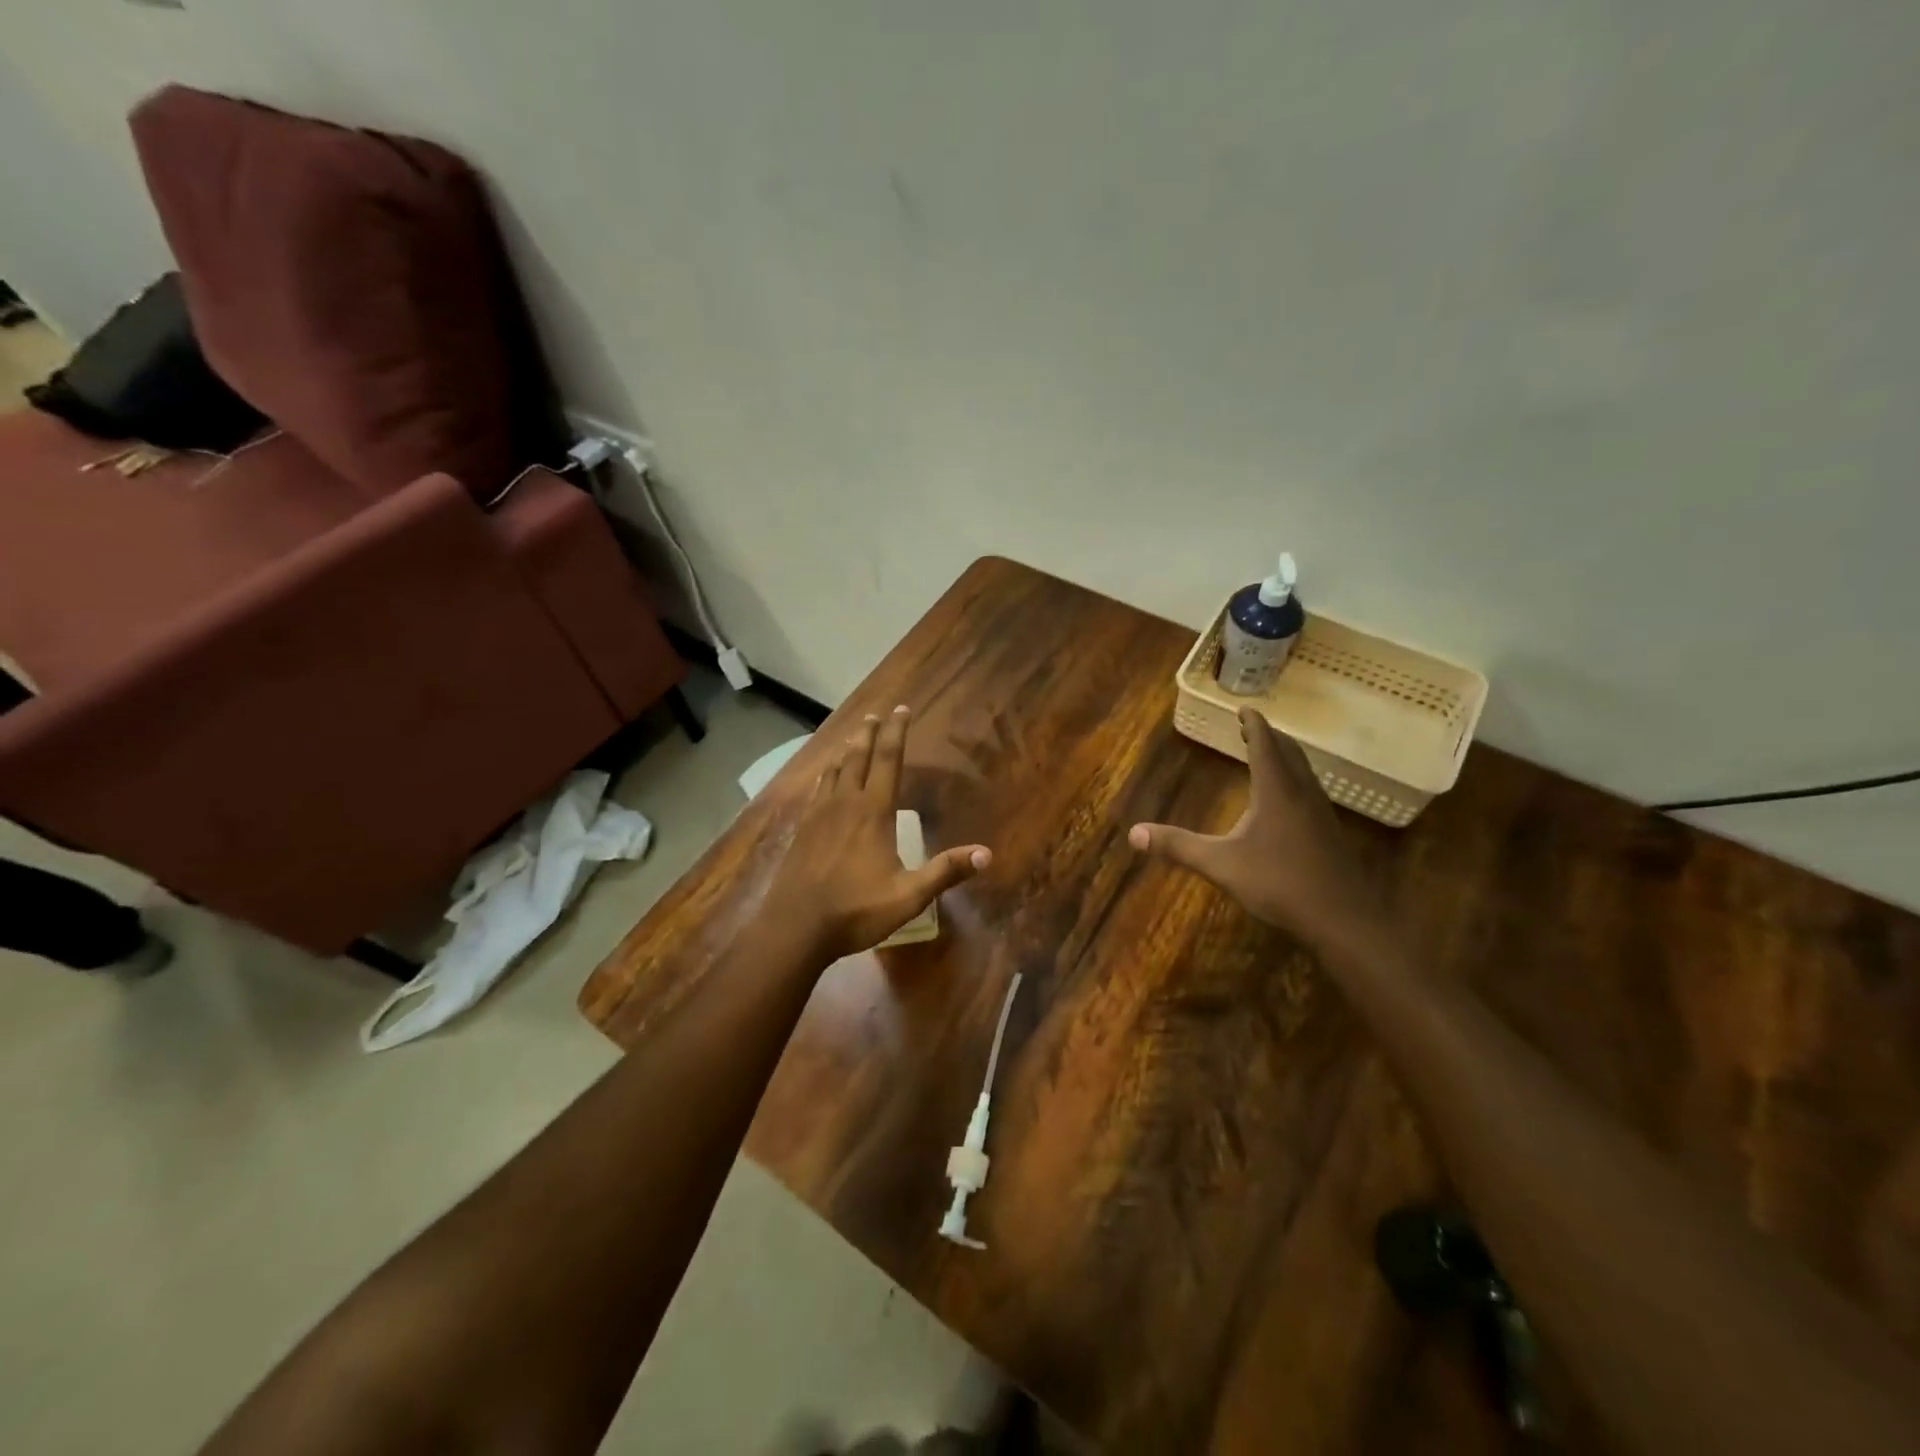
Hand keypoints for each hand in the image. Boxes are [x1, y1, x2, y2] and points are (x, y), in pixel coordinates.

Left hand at [765, 705, 991, 963]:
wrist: (795, 927)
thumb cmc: (856, 910)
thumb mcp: (909, 896)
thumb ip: (945, 872)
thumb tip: (986, 854)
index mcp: (873, 813)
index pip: (888, 760)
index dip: (896, 733)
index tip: (902, 709)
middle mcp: (845, 804)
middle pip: (858, 757)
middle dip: (869, 733)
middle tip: (875, 714)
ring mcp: (819, 815)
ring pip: (834, 770)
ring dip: (846, 749)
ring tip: (852, 737)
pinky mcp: (802, 829)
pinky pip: (817, 789)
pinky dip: (826, 773)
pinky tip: (825, 777)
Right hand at [1129, 706, 1379, 951]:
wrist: (1342, 918)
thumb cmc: (1279, 883)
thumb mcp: (1221, 864)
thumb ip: (1179, 846)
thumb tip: (1134, 833)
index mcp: (1276, 790)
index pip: (1265, 745)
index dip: (1254, 725)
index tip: (1245, 709)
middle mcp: (1301, 793)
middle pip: (1288, 753)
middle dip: (1269, 737)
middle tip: (1252, 728)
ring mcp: (1320, 813)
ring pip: (1303, 772)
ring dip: (1284, 757)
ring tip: (1268, 755)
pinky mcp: (1328, 833)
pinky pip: (1309, 791)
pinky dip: (1294, 779)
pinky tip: (1286, 801)